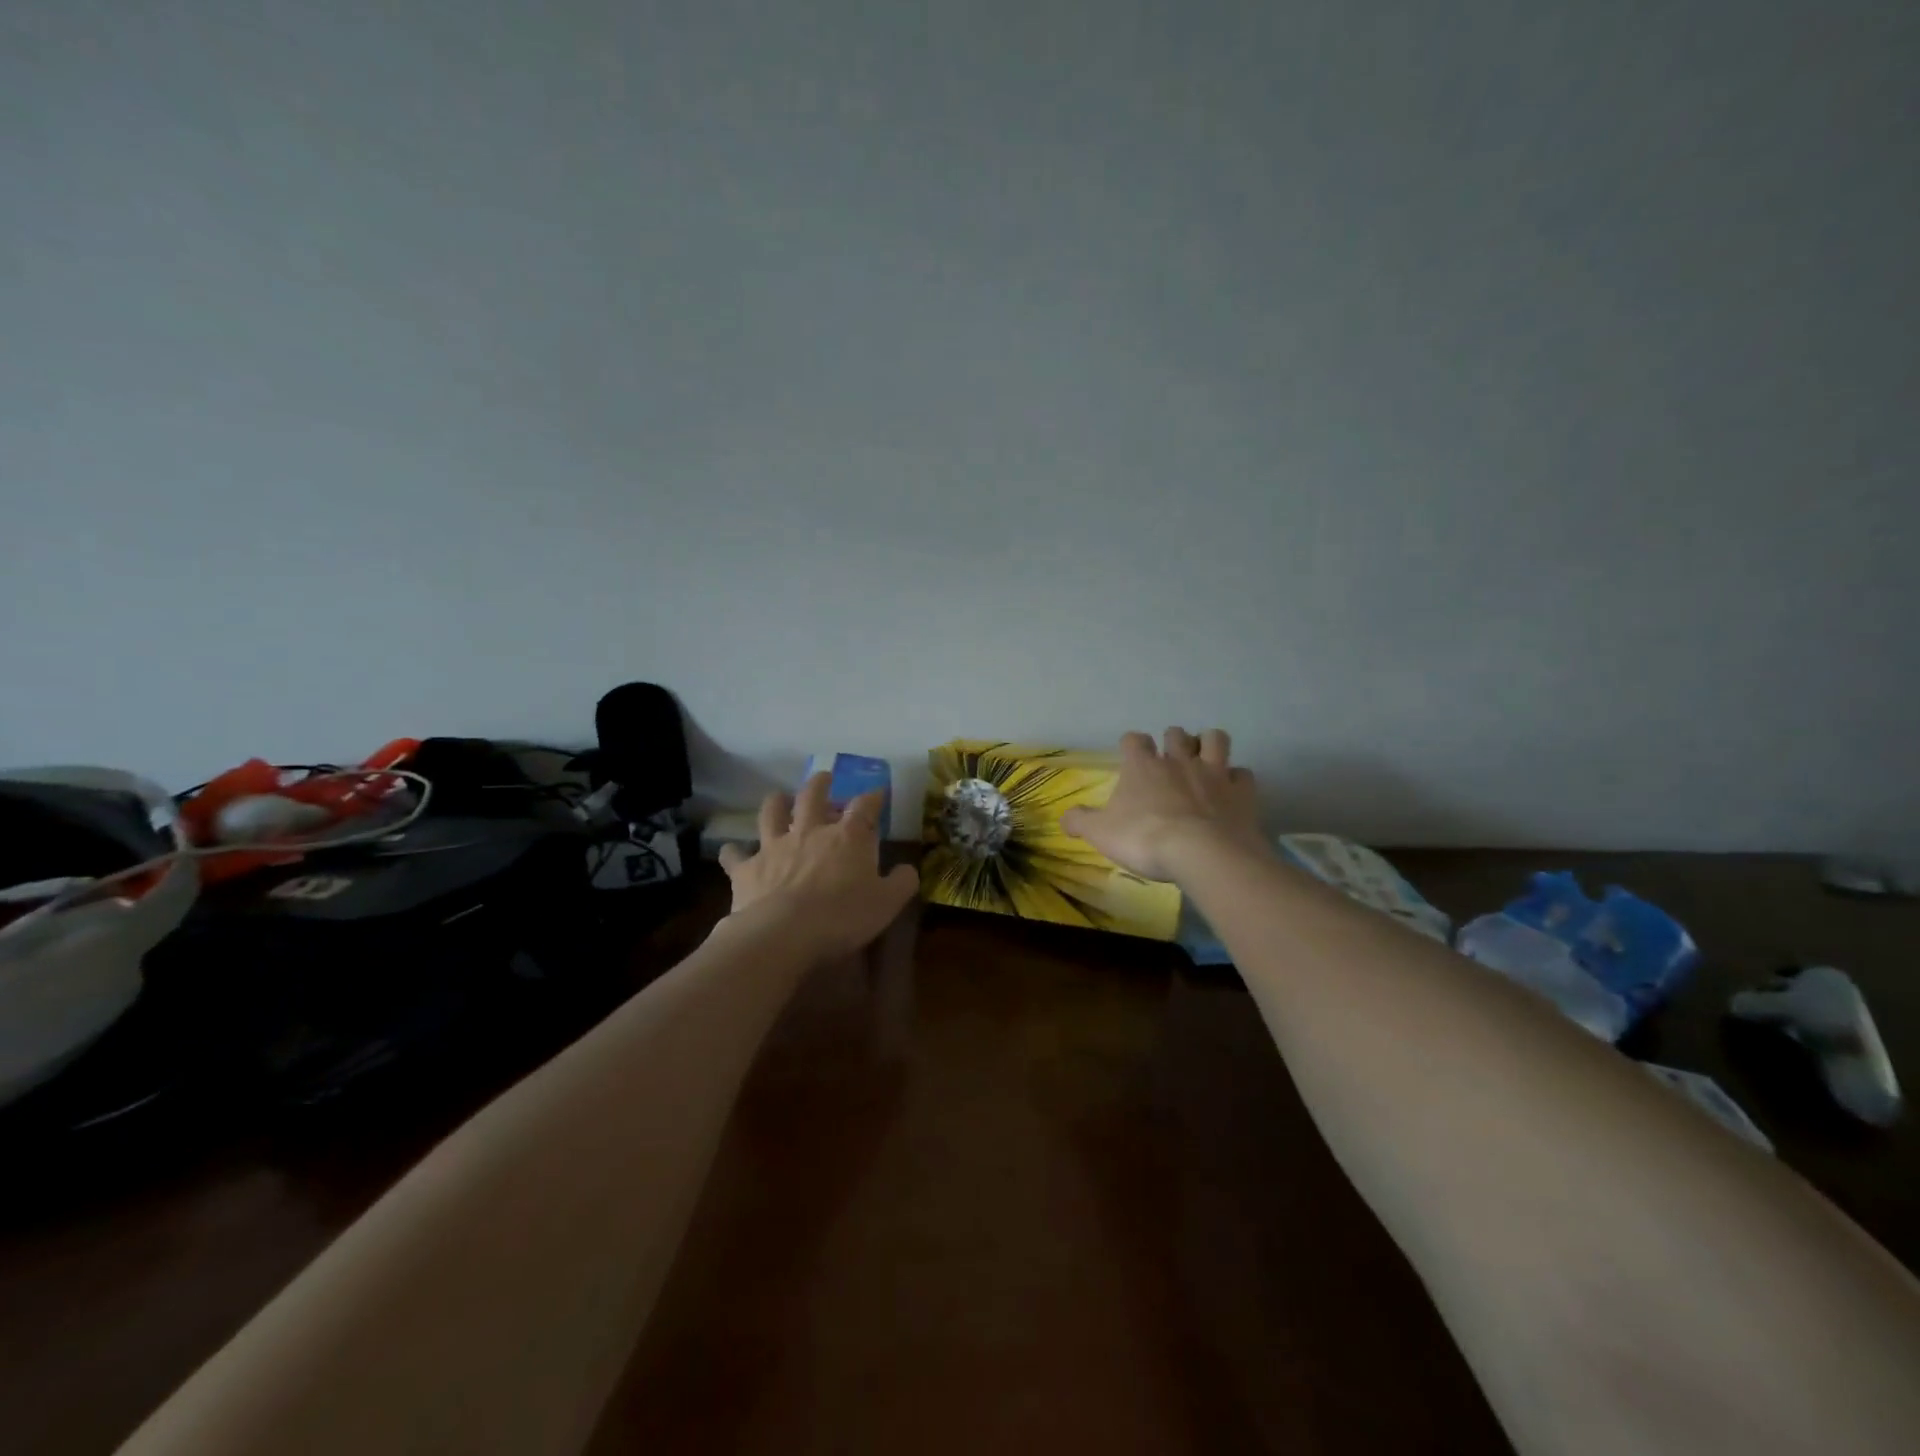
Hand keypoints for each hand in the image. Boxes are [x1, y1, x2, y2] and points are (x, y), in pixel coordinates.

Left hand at [717, 774, 919, 960]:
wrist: (783, 933)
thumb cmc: (842, 917)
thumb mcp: (887, 904)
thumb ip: (901, 883)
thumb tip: (908, 869)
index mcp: (848, 837)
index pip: (865, 807)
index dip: (873, 798)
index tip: (877, 793)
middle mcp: (810, 832)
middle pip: (813, 796)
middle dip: (820, 784)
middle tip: (823, 778)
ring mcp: (775, 847)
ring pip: (772, 813)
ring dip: (775, 803)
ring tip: (778, 797)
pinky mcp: (747, 868)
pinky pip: (736, 854)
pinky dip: (734, 852)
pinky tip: (731, 851)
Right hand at [1061, 728, 1269, 883]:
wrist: (1202, 853)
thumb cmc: (1144, 839)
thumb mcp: (1100, 834)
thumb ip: (1080, 822)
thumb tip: (1064, 817)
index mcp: (1142, 766)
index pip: (1134, 739)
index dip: (1132, 746)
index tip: (1131, 759)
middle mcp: (1178, 760)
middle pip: (1175, 733)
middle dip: (1172, 742)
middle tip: (1169, 763)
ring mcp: (1214, 773)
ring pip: (1215, 739)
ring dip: (1209, 745)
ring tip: (1204, 762)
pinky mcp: (1241, 791)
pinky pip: (1243, 774)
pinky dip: (1237, 780)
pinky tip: (1231, 792)